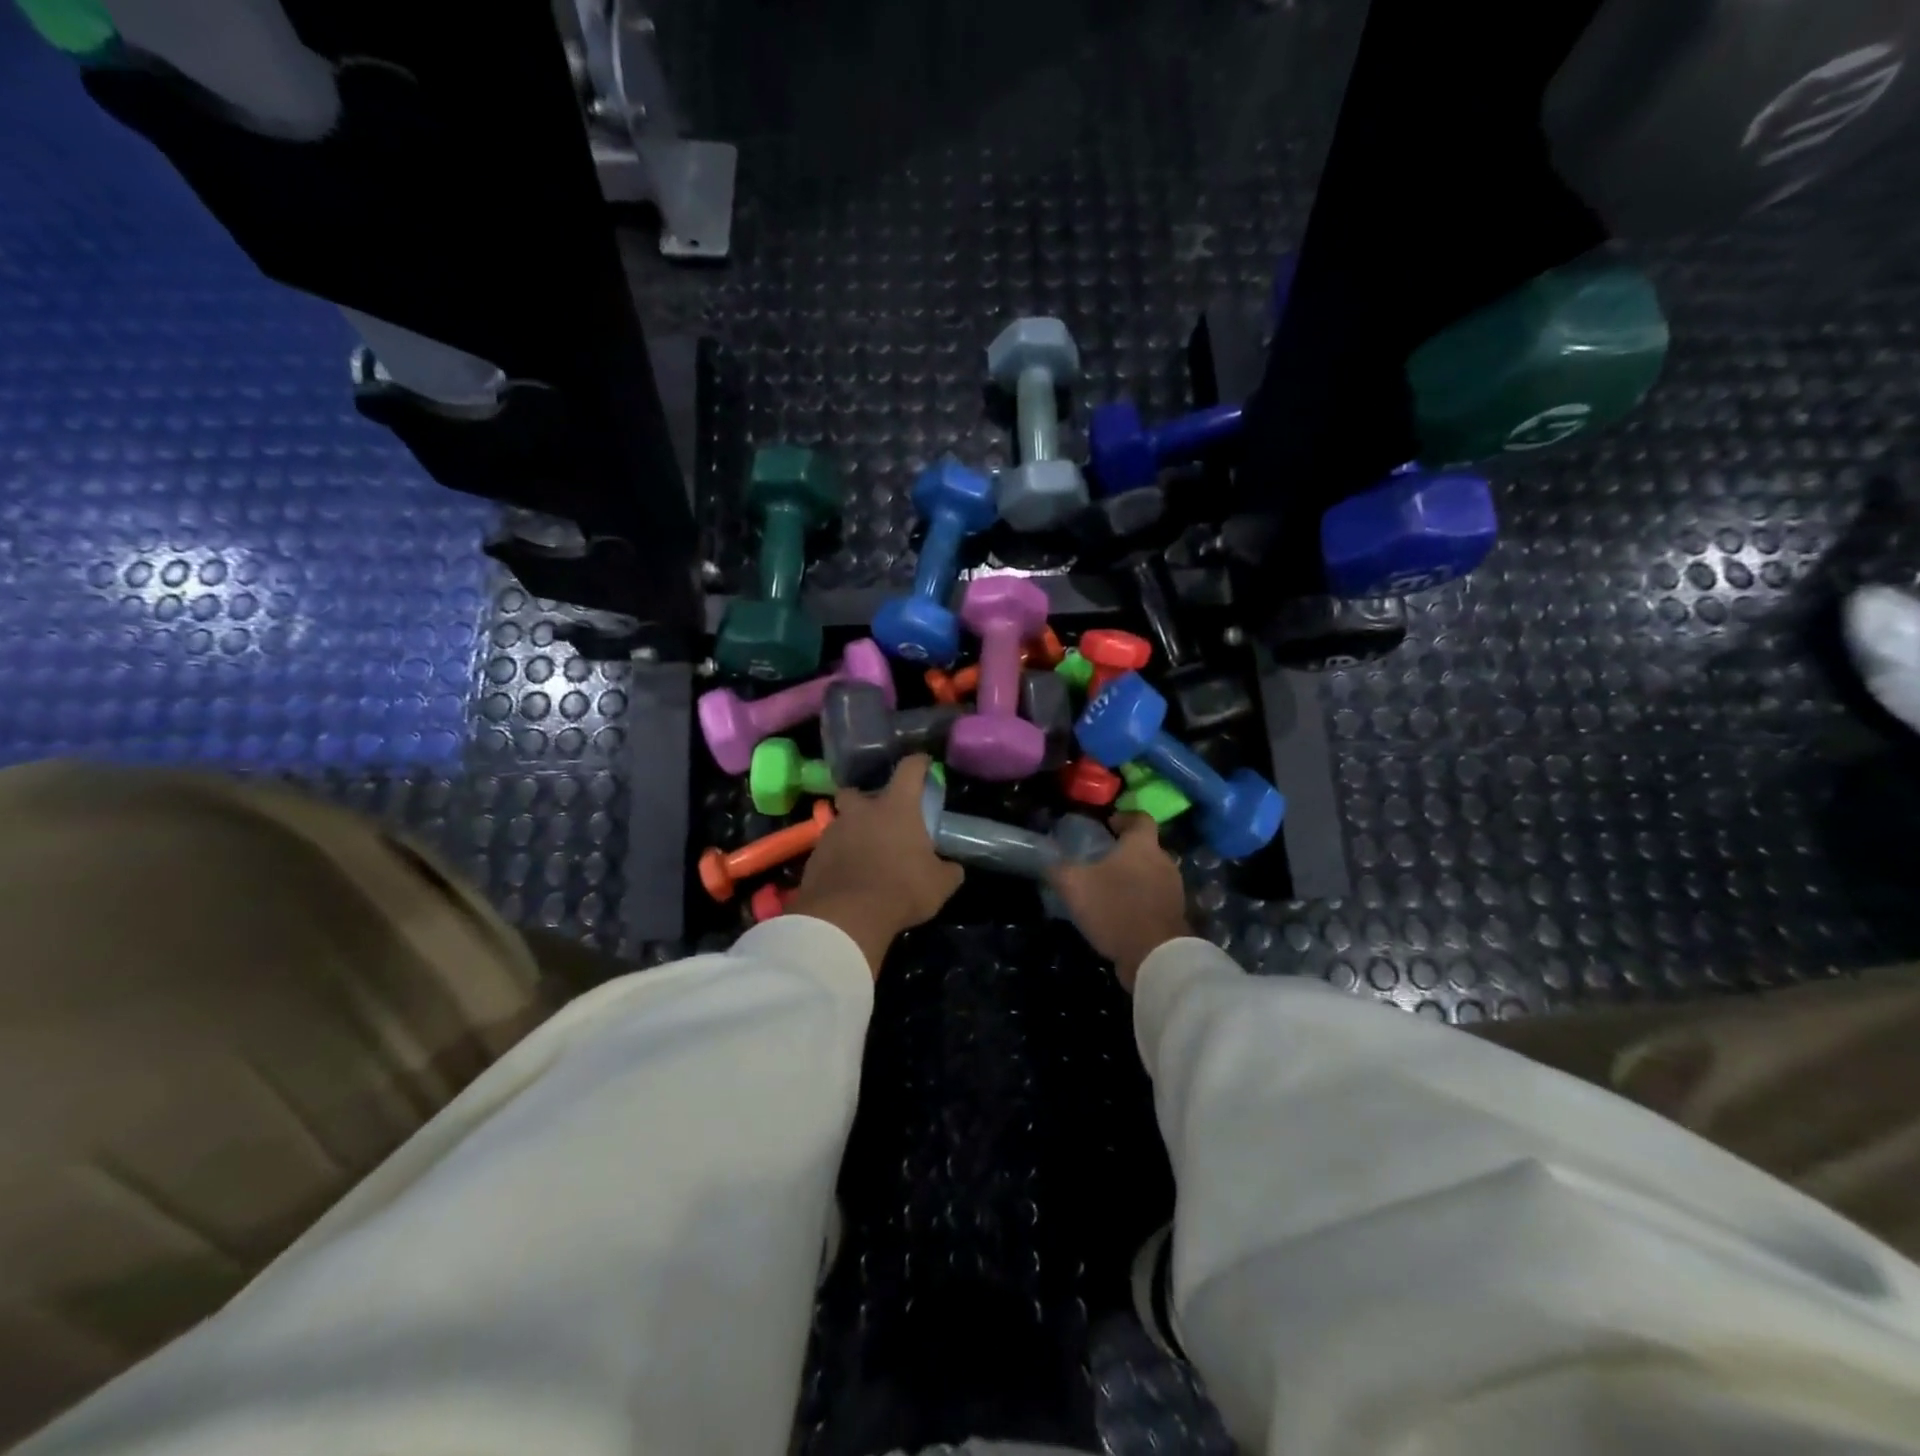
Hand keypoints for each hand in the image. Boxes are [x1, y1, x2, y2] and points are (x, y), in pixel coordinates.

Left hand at [787, 755, 963, 975]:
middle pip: (856, 791)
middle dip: (864, 798)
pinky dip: (837, 857)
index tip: (923, 763)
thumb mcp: (939, 885)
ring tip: (862, 852)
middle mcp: (861, 812)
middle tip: (877, 816)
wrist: (847, 916)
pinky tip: (846, 875)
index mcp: (896, 808)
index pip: (909, 770)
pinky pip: (828, 849)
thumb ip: (948, 871)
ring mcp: (833, 832)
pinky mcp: (814, 856)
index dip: (918, 763)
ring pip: (840, 821)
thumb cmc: (901, 890)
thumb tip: (953, 868)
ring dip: (851, 831)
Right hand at [1047, 814, 1190, 991]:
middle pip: (1146, 847)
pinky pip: (1155, 899)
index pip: (1140, 818)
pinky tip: (1120, 914)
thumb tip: (1048, 860)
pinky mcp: (1175, 916)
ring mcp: (1173, 890)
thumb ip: (1059, 869)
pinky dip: (1140, 901)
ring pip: (1151, 874)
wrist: (1155, 957)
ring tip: (1108, 889)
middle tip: (1101, 860)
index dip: (1124, 818)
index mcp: (1142, 846)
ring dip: (1133, 878)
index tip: (1108, 825)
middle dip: (1125, 852)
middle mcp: (1163, 862)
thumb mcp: (1075, 886)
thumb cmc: (1115, 909)